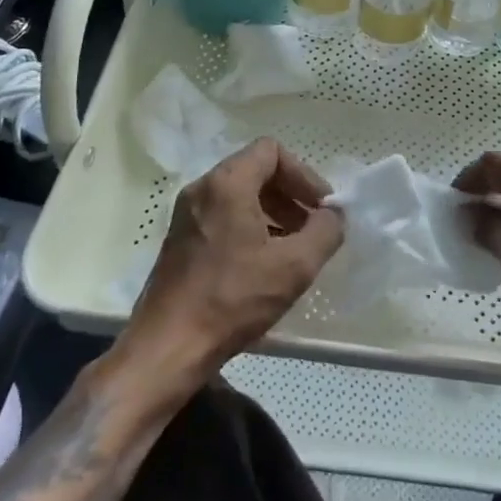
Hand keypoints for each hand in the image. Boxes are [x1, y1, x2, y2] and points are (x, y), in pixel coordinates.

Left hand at [120, 138, 342, 391]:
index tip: (321, 207)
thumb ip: (325, 231)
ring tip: (293, 249)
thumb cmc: (232, 299)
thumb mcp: (294, 266)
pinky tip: (264, 265)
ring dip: (272, 213)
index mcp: (227, 183)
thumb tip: (334, 215)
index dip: (304, 174)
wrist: (166, 349)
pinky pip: (222, 216)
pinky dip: (249, 227)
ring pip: (239, 195)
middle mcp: (202, 189)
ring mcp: (186, 215)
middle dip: (290, 194)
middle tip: (311, 227)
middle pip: (255, 170)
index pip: (272, 151)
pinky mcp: (179, 240)